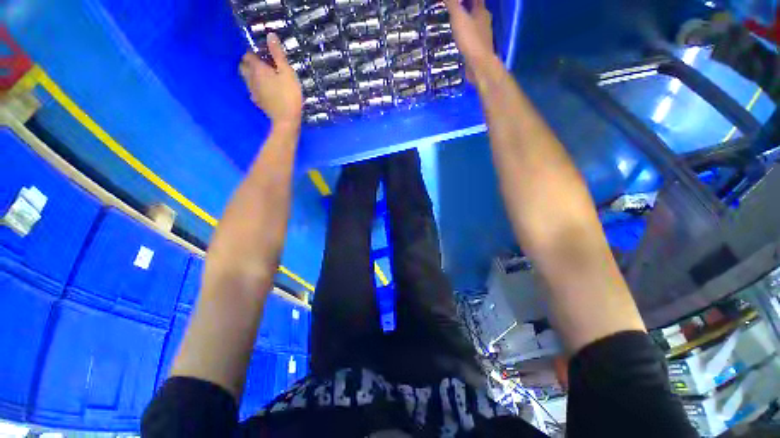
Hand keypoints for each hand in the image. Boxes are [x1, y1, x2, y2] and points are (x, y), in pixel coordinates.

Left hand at [239, 33, 302, 125]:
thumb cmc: (289, 95)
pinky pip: (253, 90)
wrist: (287, 121)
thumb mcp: (287, 73)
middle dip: (249, 62)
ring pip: (246, 78)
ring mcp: (253, 91)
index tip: (265, 54)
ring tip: (266, 77)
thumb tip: (270, 35)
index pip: (248, 55)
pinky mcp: (258, 102)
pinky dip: (257, 87)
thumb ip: (278, 54)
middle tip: (263, 64)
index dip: (255, 52)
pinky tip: (267, 91)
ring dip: (252, 75)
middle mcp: (251, 78)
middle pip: (243, 66)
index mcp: (257, 69)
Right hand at [444, 0, 497, 81]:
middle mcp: (485, 21)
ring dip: (467, 23)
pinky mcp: (480, 49)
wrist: (480, 65)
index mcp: (482, 11)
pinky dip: (467, 36)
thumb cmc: (470, 40)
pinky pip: (473, 38)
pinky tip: (461, 40)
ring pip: (475, 24)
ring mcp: (483, 36)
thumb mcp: (458, 18)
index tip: (457, 2)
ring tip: (456, 24)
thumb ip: (452, 4)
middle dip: (467, 8)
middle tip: (456, 9)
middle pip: (476, 10)